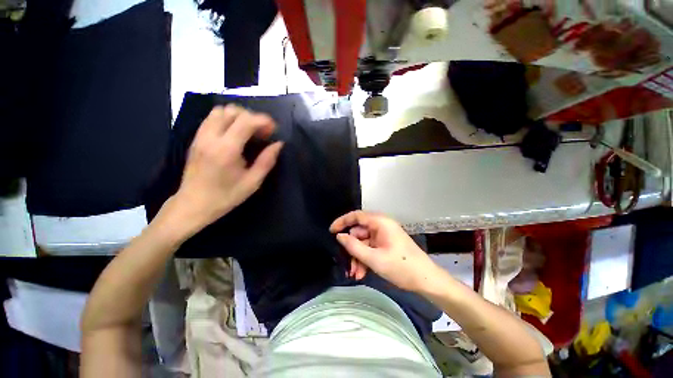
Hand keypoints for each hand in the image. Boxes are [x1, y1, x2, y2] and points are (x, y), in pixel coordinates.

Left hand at [161, 105, 282, 238]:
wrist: (193, 204)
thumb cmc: (226, 196)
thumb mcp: (252, 182)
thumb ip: (267, 161)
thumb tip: (278, 144)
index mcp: (226, 150)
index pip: (245, 121)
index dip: (263, 120)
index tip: (273, 128)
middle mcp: (211, 137)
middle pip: (232, 111)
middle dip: (252, 116)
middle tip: (262, 131)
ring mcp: (200, 136)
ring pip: (220, 111)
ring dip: (238, 116)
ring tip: (249, 130)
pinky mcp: (196, 138)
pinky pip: (212, 118)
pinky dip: (227, 119)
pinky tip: (235, 133)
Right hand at [330, 211, 439, 292]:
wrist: (426, 280)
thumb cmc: (401, 267)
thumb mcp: (374, 258)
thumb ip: (354, 246)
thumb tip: (339, 236)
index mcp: (380, 222)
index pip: (356, 216)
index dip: (342, 222)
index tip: (331, 231)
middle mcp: (381, 225)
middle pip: (359, 232)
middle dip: (352, 248)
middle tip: (346, 264)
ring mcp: (384, 235)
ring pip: (364, 242)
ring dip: (358, 257)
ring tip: (355, 274)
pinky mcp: (386, 244)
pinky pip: (370, 248)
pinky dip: (365, 259)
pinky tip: (362, 273)